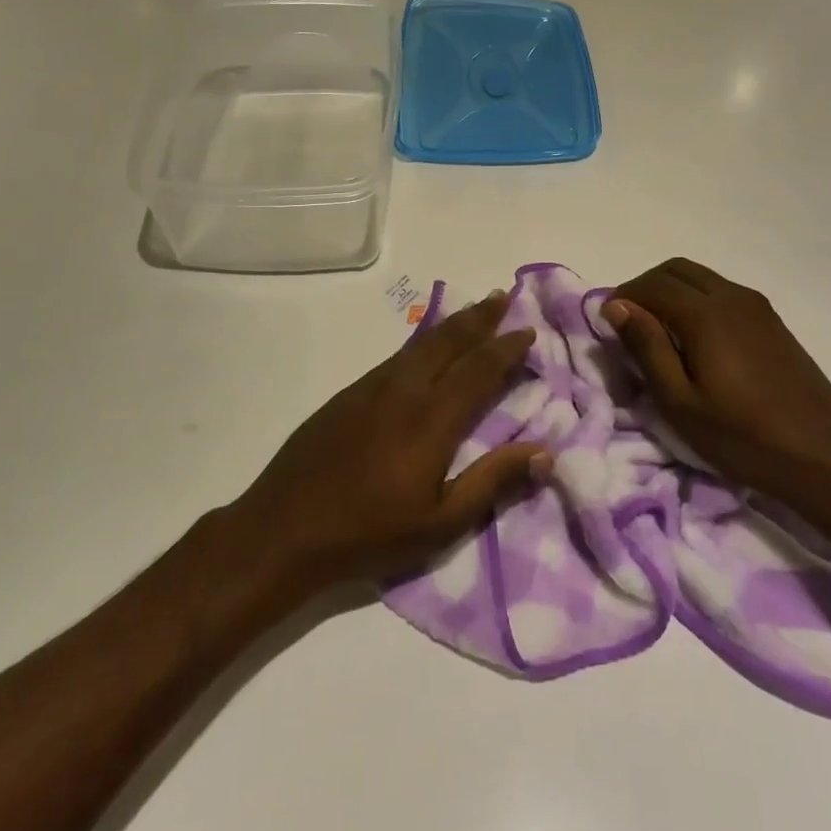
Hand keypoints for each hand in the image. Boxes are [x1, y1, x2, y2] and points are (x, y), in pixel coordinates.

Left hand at [229, 292, 549, 594]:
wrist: (285, 527)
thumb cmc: (369, 534)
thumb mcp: (441, 523)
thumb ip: (492, 481)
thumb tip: (544, 452)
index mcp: (431, 419)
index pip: (478, 370)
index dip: (505, 348)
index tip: (527, 330)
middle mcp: (403, 390)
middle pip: (448, 341)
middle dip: (479, 317)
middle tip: (502, 297)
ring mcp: (371, 387)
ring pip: (420, 344)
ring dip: (451, 324)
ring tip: (474, 311)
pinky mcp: (348, 394)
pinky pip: (396, 356)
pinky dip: (421, 342)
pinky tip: (426, 347)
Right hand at [604, 259, 830, 516]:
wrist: (826, 458)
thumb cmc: (743, 437)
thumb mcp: (680, 402)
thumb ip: (647, 347)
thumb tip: (616, 306)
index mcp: (706, 314)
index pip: (651, 285)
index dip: (623, 298)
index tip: (607, 325)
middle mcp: (732, 297)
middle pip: (675, 270)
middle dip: (645, 288)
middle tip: (630, 325)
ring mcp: (757, 307)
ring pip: (701, 278)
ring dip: (671, 292)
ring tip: (659, 333)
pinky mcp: (773, 322)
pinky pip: (723, 293)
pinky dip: (696, 300)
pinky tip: (696, 341)